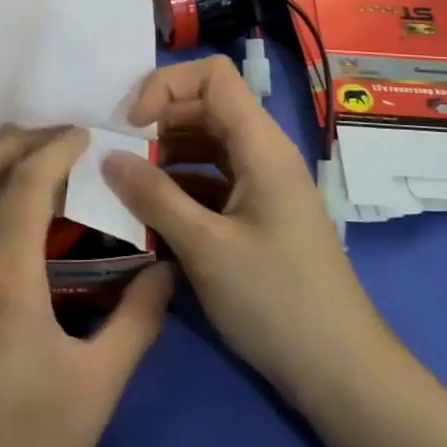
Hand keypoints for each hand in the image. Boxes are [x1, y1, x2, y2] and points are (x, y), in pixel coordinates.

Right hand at [102, 57, 394, 403]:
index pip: (213, 76)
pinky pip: (210, 182)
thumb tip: (108, 157)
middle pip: (204, 108)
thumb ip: (153, 196)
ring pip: (204, 146)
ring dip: (163, 157)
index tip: (130, 126)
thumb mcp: (205, 247)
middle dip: (156, 123)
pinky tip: (148, 215)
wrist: (339, 369)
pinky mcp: (255, 215)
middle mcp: (262, 154)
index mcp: (260, 146)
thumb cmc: (275, 300)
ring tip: (124, 186)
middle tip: (114, 156)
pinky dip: (177, 188)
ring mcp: (260, 185)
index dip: (165, 86)